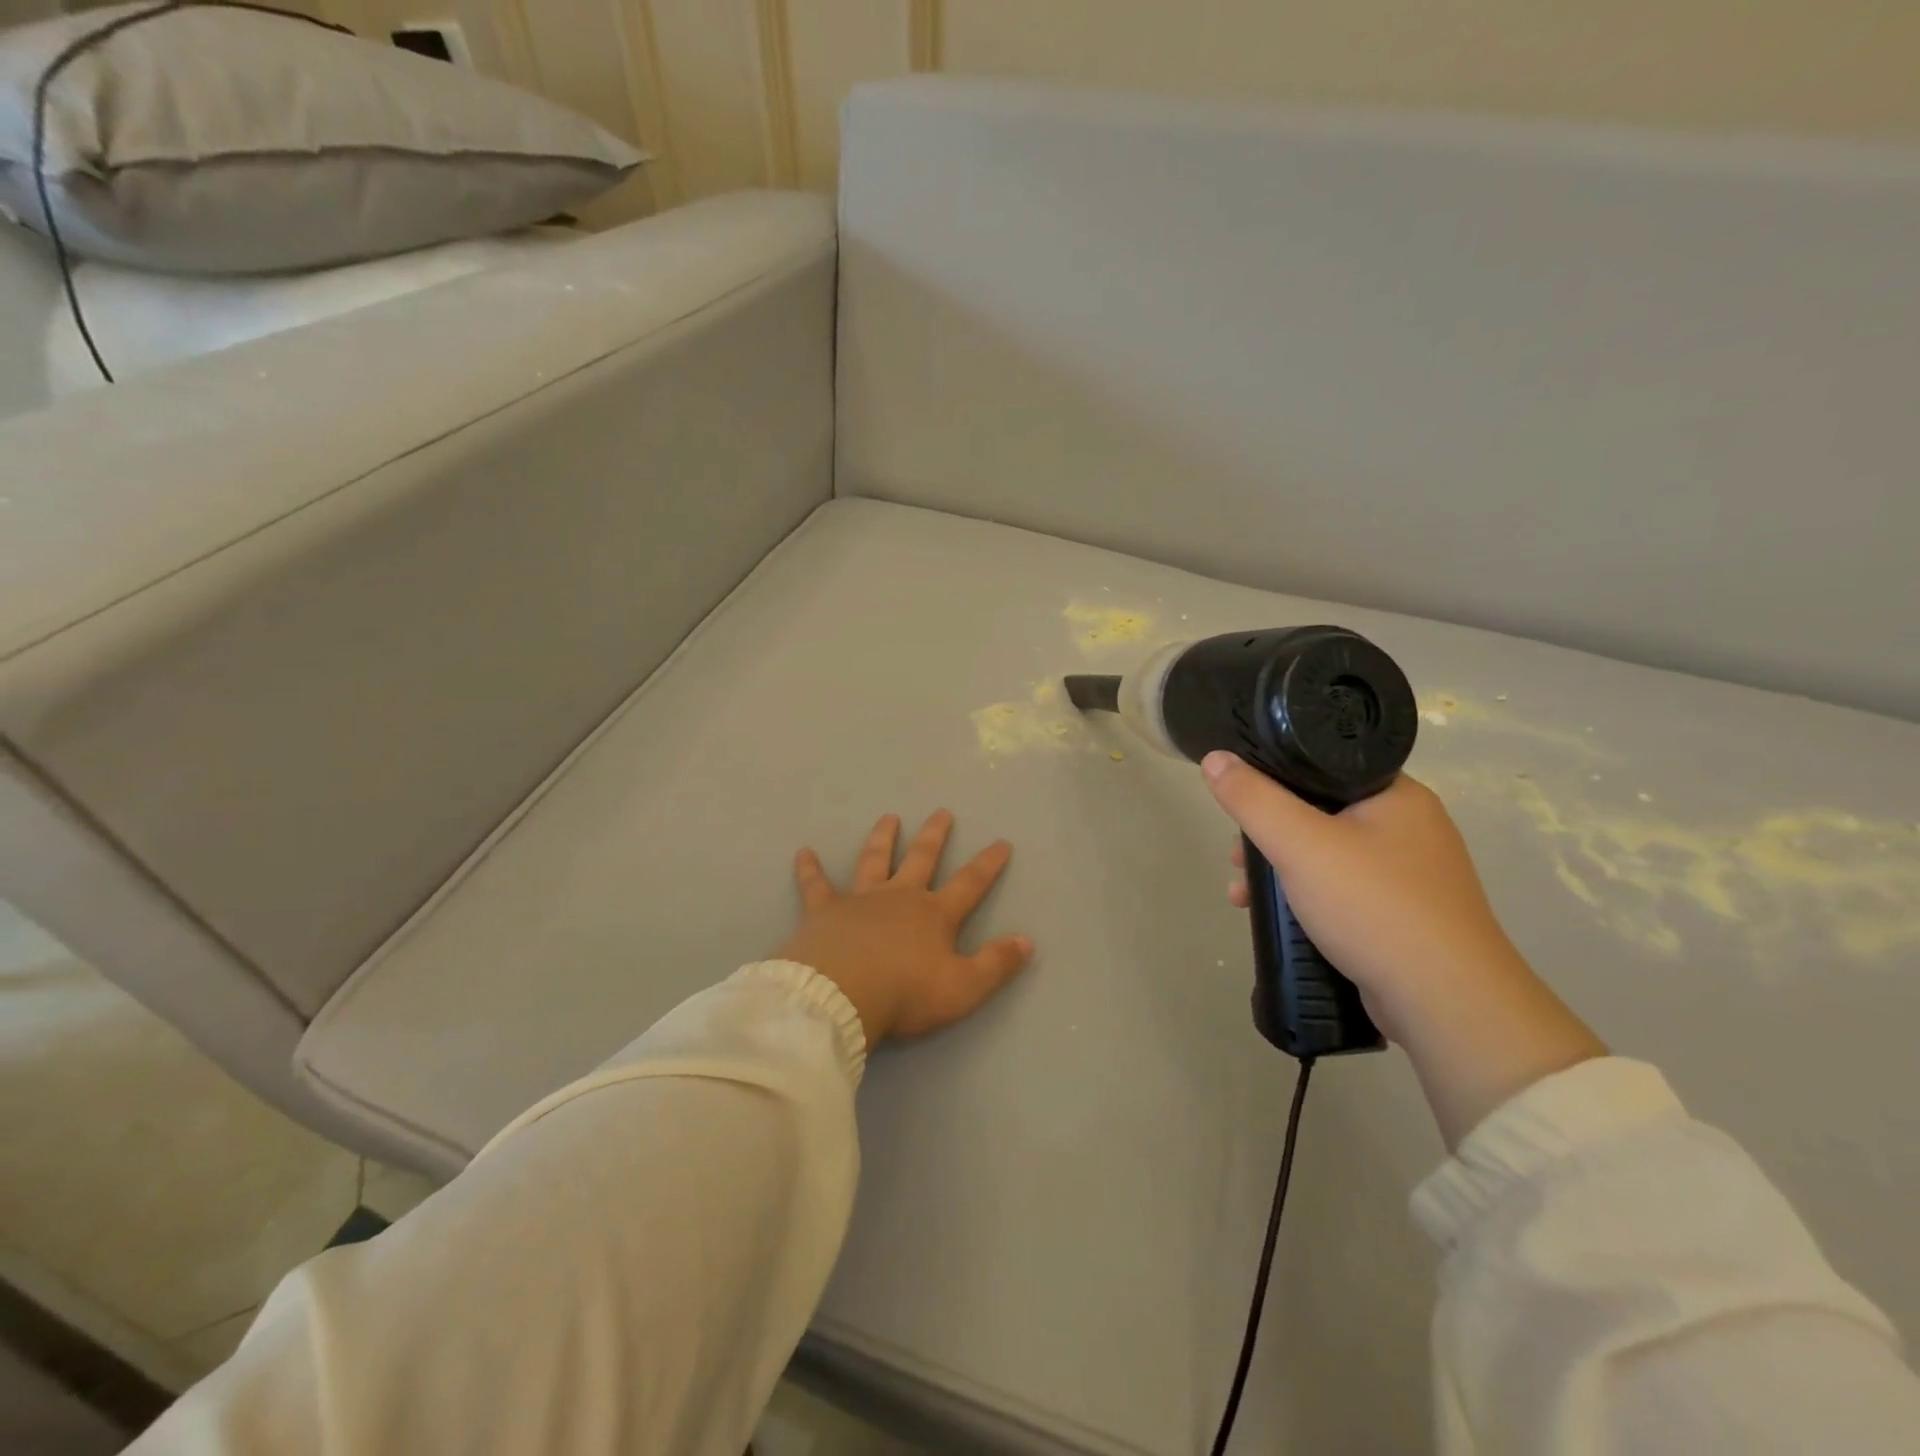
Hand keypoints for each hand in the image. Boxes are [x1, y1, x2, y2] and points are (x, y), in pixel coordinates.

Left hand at [778, 810, 1033, 1045]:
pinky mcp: (824, 911)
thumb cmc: (904, 994)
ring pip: (874, 860)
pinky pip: (815, 885)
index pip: (969, 883)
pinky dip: (810, 869)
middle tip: (942, 812)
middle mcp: (899, 897)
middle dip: (935, 835)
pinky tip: (803, 852)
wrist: (840, 996)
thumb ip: (996, 964)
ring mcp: (860, 900)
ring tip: (889, 818)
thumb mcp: (963, 988)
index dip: (988, 864)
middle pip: (921, 858)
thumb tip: (1028, 941)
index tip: (1001, 842)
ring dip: (883, 838)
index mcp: (934, 915)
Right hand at [1202, 753, 1605, 1147]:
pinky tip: (1280, 920)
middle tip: (1238, 857)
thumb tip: (1215, 759)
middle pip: (1320, 813)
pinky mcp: (1407, 917)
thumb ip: (1253, 799)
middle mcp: (1411, 828)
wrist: (1446, 1002)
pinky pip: (1343, 892)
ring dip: (1281, 871)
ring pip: (1328, 856)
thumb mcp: (1299, 844)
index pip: (1324, 766)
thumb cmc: (1373, 906)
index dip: (1274, 779)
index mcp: (1398, 795)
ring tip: (1243, 895)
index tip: (1241, 804)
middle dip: (1269, 836)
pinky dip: (1307, 899)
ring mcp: (1412, 876)